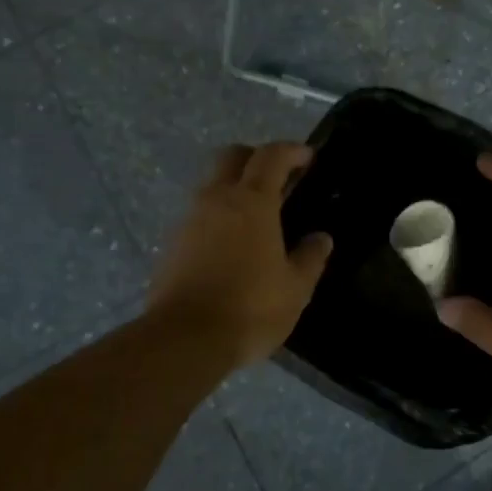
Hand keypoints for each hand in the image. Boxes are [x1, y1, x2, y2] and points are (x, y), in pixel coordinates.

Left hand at [147, 143, 333, 367]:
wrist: (184, 339)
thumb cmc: (250, 308)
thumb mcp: (295, 288)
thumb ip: (310, 257)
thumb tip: (320, 238)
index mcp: (252, 201)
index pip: (271, 156)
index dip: (291, 150)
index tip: (308, 157)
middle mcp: (216, 199)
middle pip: (232, 156)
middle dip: (256, 157)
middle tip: (278, 177)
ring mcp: (189, 219)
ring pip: (211, 184)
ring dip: (233, 187)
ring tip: (256, 216)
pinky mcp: (171, 243)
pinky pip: (198, 215)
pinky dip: (217, 216)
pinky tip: (231, 245)